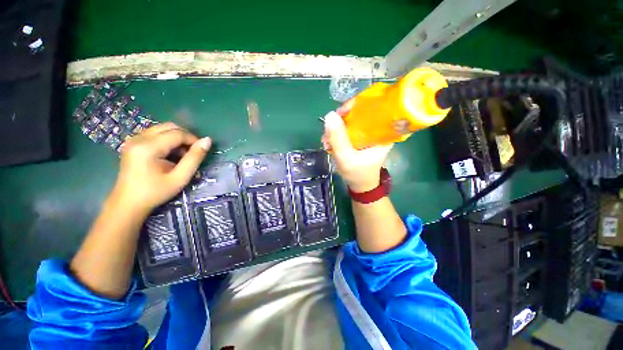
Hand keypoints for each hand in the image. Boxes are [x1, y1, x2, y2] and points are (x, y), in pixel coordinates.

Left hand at [110, 122, 210, 215]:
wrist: (128, 203)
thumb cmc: (155, 192)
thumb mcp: (180, 177)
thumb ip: (194, 158)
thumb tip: (208, 140)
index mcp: (148, 147)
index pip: (177, 133)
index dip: (193, 140)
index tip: (201, 152)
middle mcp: (138, 138)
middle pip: (169, 127)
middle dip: (185, 137)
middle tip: (192, 153)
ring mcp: (134, 139)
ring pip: (163, 129)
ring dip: (177, 138)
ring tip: (181, 156)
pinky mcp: (133, 143)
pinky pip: (155, 134)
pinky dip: (167, 140)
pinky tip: (169, 154)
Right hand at [321, 111, 391, 192]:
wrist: (360, 186)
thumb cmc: (357, 174)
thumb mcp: (346, 158)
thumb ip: (338, 138)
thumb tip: (329, 115)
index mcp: (383, 132)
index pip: (372, 106)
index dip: (355, 105)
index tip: (340, 113)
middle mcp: (378, 129)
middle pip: (359, 111)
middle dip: (341, 120)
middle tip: (329, 131)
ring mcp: (368, 133)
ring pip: (351, 120)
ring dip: (336, 128)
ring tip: (326, 141)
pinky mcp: (361, 137)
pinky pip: (348, 128)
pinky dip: (337, 133)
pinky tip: (329, 143)